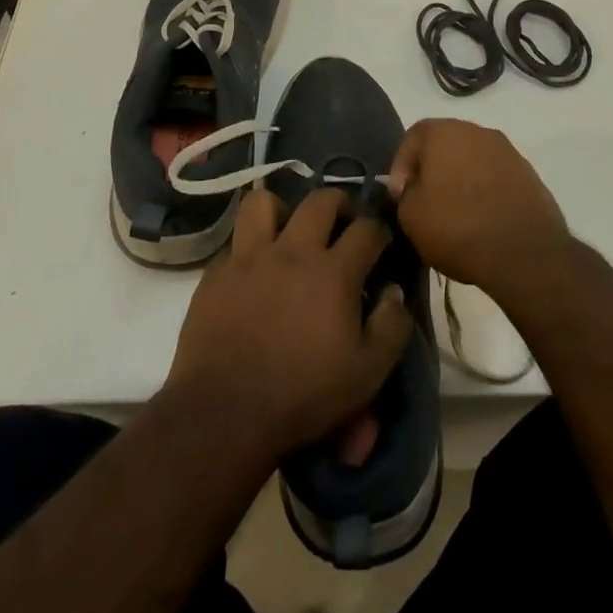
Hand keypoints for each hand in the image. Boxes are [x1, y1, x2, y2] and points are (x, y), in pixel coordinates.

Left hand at [165, 188, 411, 460]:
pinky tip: (254, 270)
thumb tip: (395, 292)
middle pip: (320, 200)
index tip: (381, 242)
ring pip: (264, 203)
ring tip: (289, 231)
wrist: (225, 412)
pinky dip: (249, 247)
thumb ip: (391, 327)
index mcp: (334, 272)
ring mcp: (250, 257)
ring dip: (282, 210)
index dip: (379, 230)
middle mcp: (293, 251)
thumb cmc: (302, 395)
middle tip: (341, 222)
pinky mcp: (217, 272)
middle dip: (339, 203)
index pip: (366, 229)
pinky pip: (235, 241)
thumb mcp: (366, 374)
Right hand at [386, 119, 571, 309]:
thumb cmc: (457, 227)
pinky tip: (482, 219)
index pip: (412, 138)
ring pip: (472, 160)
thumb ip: (404, 194)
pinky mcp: (528, 174)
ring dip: (461, 180)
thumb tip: (412, 188)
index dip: (400, 167)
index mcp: (444, 132)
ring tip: (456, 214)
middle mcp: (477, 131)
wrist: (524, 253)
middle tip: (425, 202)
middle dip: (432, 170)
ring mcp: (507, 151)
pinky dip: (485, 191)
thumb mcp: (410, 216)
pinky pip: (496, 177)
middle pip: (445, 145)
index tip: (400, 196)